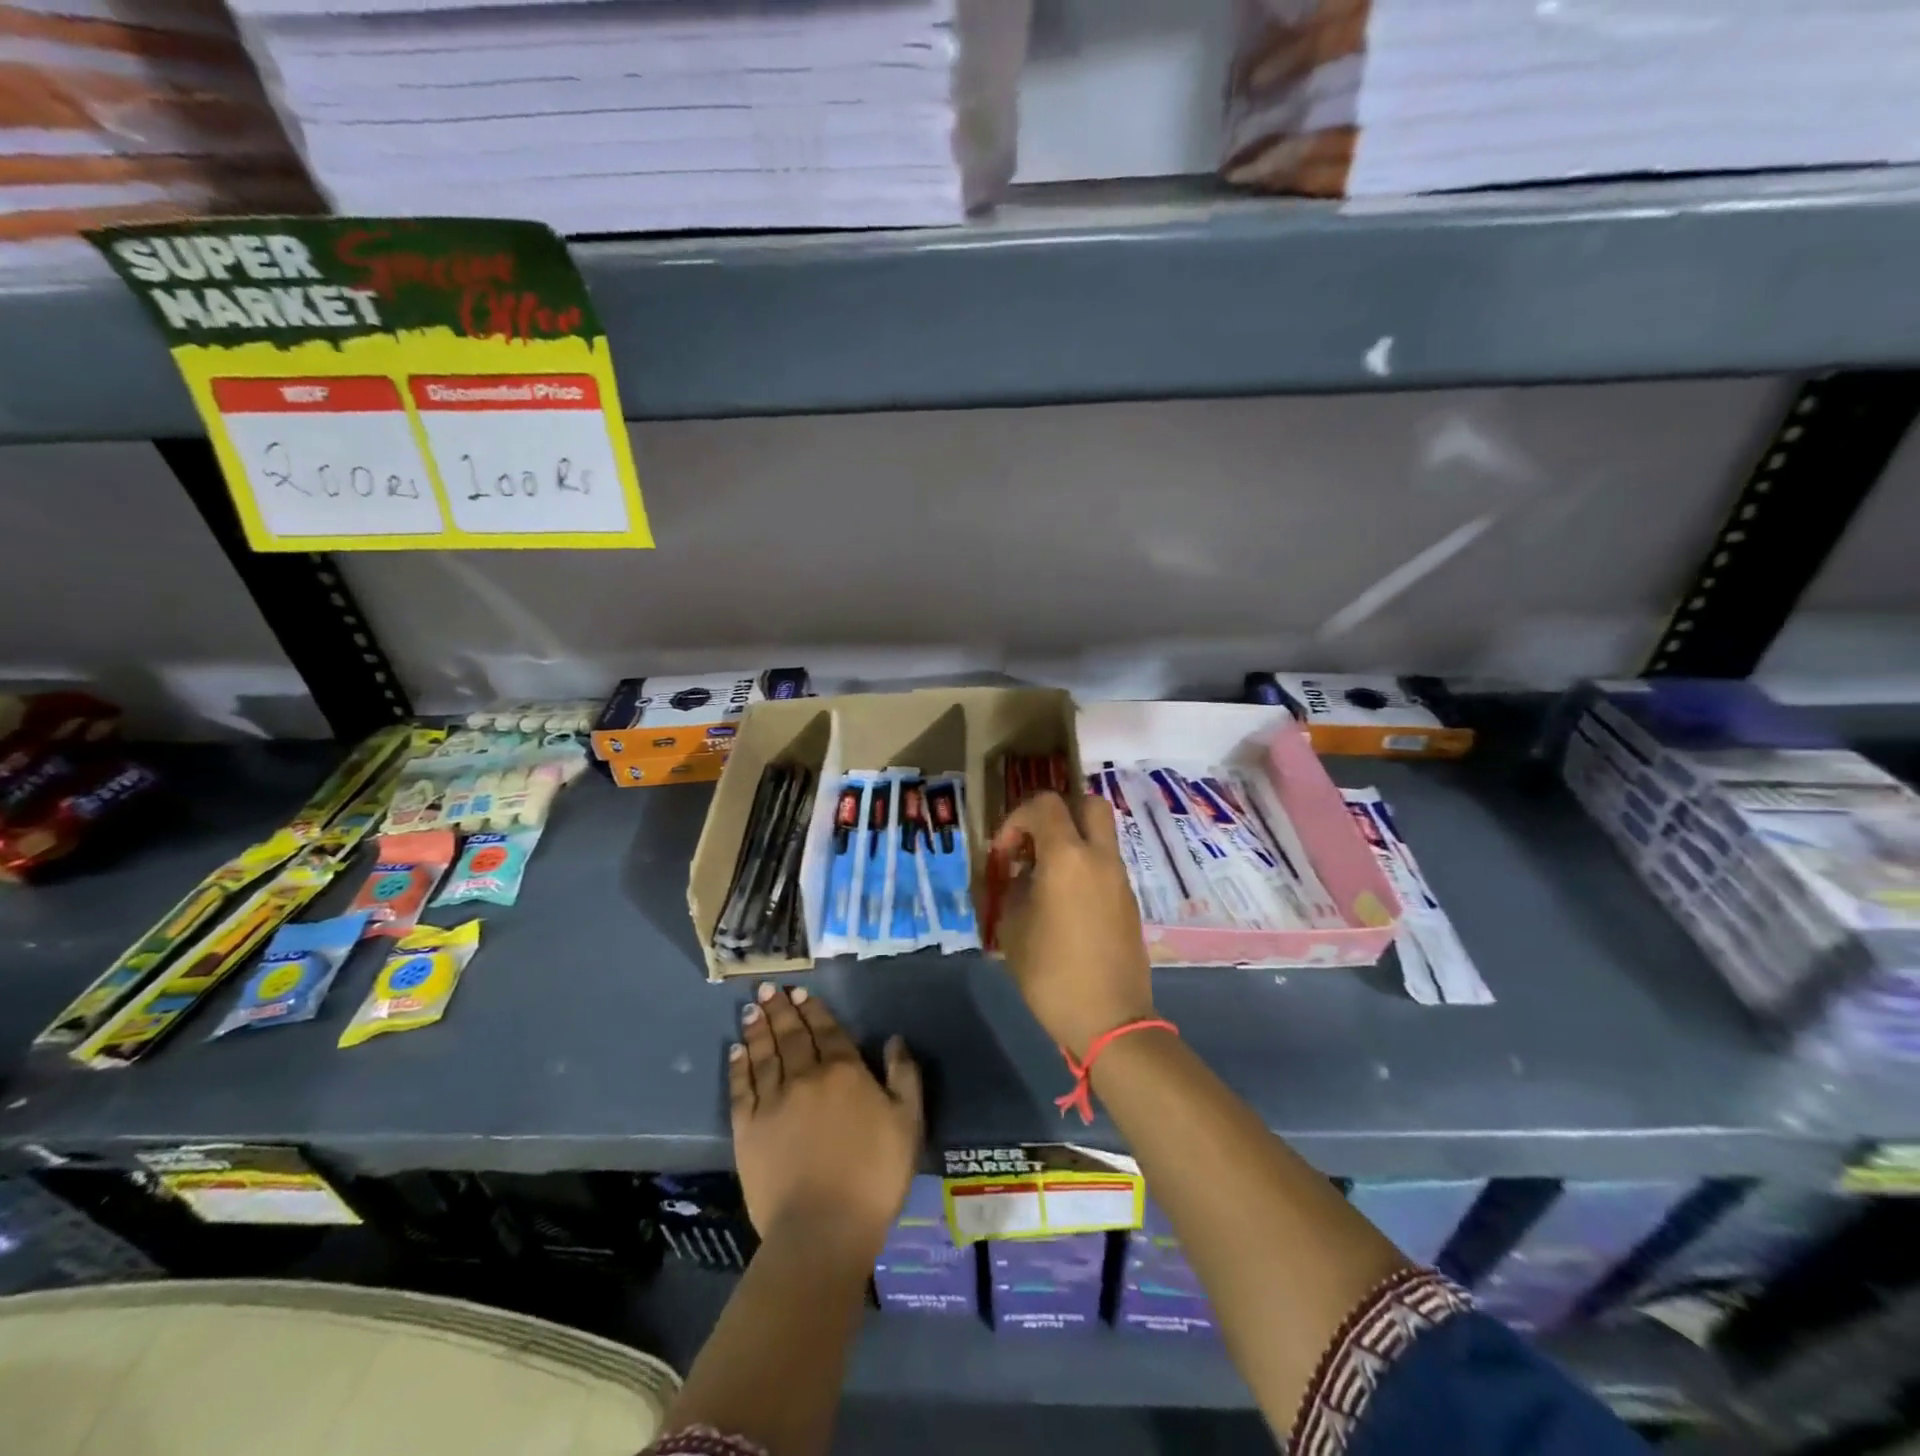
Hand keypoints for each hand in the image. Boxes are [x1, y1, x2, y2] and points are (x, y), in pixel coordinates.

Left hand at [731, 983, 922, 1251]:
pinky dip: (738, 1066)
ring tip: (751, 1008)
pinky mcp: (748, 1129)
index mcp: (844, 1071)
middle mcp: (805, 1076)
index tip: (799, 992)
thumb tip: (894, 1039)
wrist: (823, 1228)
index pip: (826, 1030)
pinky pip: (741, 1088)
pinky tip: (736, 1051)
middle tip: (768, 988)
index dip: (813, 1009)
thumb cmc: (875, 1175)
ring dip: (758, 1028)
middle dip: (780, 1009)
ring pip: (764, 1054)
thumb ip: (904, 1075)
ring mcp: (773, 1101)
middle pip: (791, 1035)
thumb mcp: (908, 1122)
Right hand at [991, 791, 1156, 1058]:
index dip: (1017, 818)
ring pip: (1099, 836)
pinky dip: (1084, 867)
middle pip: (1087, 804)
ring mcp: (1120, 879)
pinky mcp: (1129, 901)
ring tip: (1043, 878)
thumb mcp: (1013, 928)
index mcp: (1068, 857)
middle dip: (1056, 815)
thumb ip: (1014, 888)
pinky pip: (1105, 865)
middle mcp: (1100, 858)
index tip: (1004, 852)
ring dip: (1071, 842)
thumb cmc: (1052, 973)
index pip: (1045, 805)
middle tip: (1034, 845)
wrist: (1110, 1019)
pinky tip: (1063, 902)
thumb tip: (1021, 874)